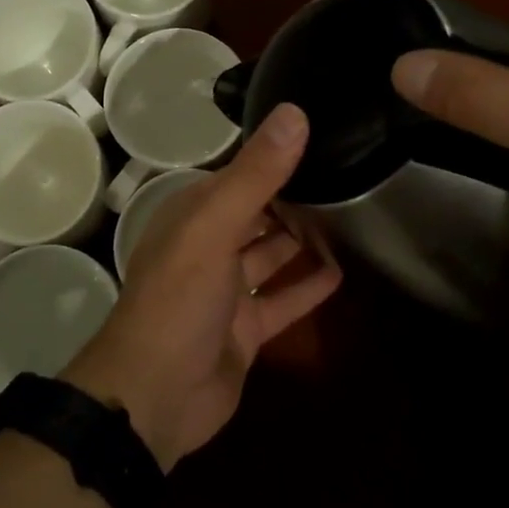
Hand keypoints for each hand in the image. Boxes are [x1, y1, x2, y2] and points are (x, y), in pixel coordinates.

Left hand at [62, 104, 342, 471]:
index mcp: (193, 216)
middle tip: (349, 174)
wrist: (155, 396)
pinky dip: (307, 287)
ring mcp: (227, 292)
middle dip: (294, 198)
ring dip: (303, 240)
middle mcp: (208, 247)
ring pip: (270, 256)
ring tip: (353, 215)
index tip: (323, 136)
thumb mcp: (214, 228)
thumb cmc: (178, 300)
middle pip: (257, 214)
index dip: (275, 157)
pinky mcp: (246, 331)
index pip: (238, 175)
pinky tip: (344, 272)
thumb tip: (295, 111)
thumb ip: (255, 175)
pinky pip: (282, 301)